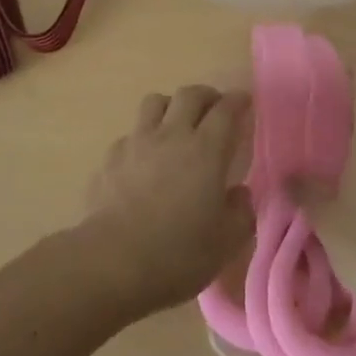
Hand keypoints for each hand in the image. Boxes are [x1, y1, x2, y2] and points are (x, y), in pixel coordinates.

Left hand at [76, 85, 254, 317]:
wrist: (113, 259)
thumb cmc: (177, 252)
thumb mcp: (225, 242)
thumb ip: (241, 213)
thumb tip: (240, 194)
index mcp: (205, 150)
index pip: (225, 111)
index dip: (237, 101)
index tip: (244, 101)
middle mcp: (172, 134)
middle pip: (190, 95)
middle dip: (206, 95)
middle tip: (214, 107)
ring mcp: (138, 141)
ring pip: (155, 102)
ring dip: (171, 105)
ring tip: (177, 123)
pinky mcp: (111, 156)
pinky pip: (131, 133)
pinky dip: (143, 137)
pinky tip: (144, 158)